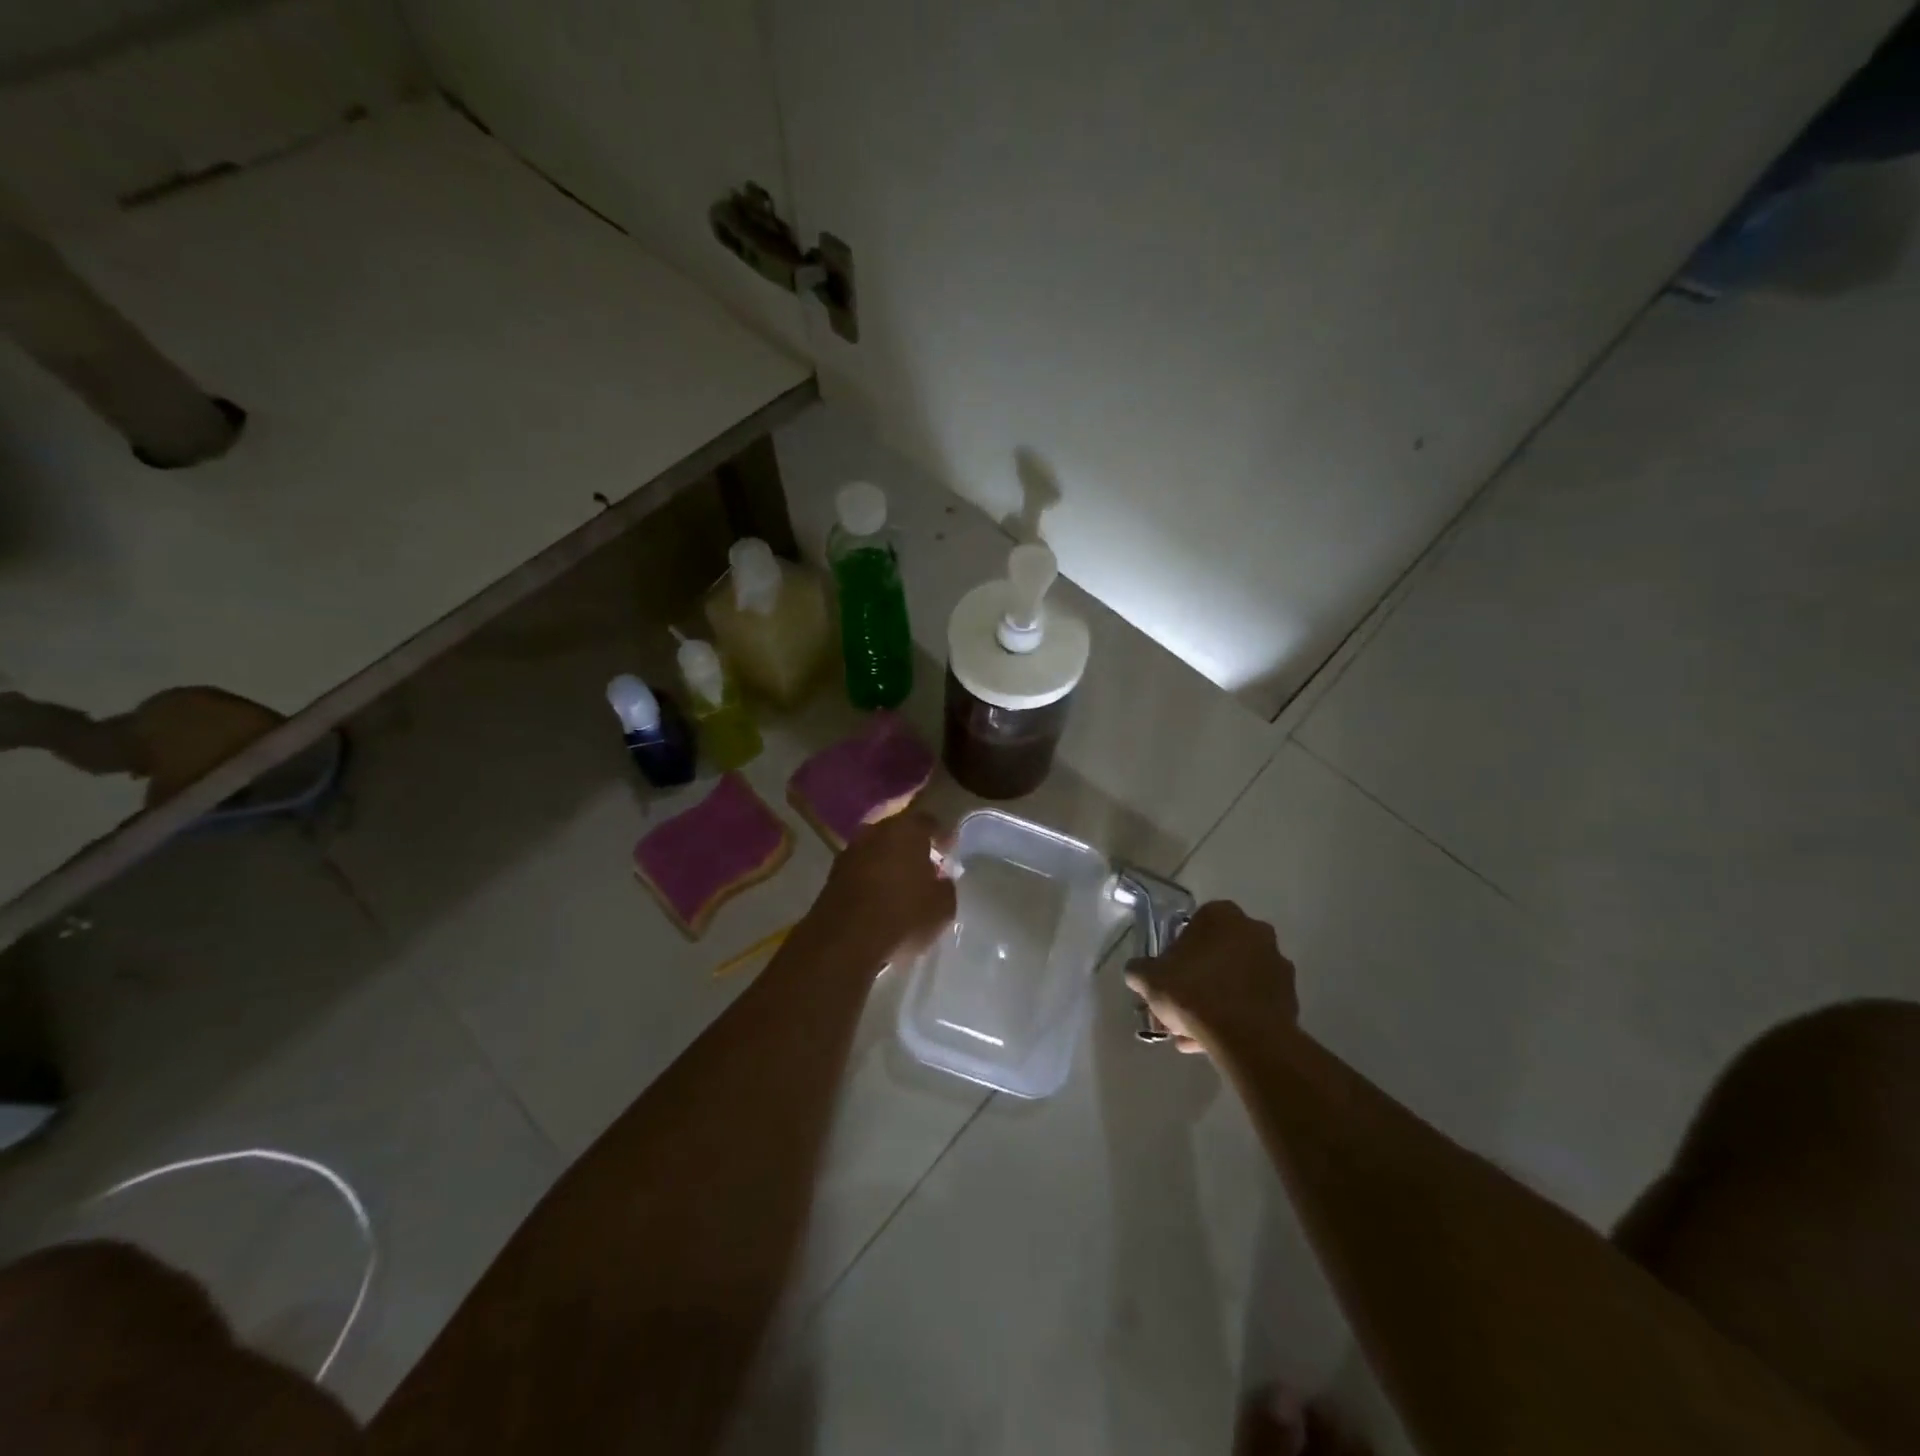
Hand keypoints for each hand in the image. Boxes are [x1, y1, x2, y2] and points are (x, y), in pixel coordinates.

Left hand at [809, 810, 956, 963]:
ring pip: (877, 847)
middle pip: (898, 829)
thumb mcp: (943, 907)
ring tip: (902, 880)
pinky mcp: (833, 874)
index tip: (948, 850)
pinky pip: (862, 866)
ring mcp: (851, 850)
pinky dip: (872, 874)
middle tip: (924, 861)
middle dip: (911, 843)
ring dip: (889, 858)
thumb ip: (946, 885)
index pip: (928, 821)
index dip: (940, 835)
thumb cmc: (902, 916)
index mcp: (907, 829)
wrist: (845, 941)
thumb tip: (941, 878)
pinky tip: (881, 893)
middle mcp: (876, 830)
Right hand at [1126, 900, 1297, 1053]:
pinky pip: (1254, 1002)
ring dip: (1217, 1001)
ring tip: (1195, 1035)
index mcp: (1222, 915)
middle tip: (1179, 1009)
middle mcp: (1255, 931)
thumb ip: (1139, 970)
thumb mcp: (1149, 979)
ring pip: (1236, 981)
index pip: (1193, 927)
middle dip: (1198, 981)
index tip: (1168, 978)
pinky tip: (1217, 1042)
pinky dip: (1238, 1016)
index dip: (1177, 954)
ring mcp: (1277, 963)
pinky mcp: (1290, 996)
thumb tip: (1137, 972)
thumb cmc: (1194, 993)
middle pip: (1217, 955)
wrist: (1247, 1037)